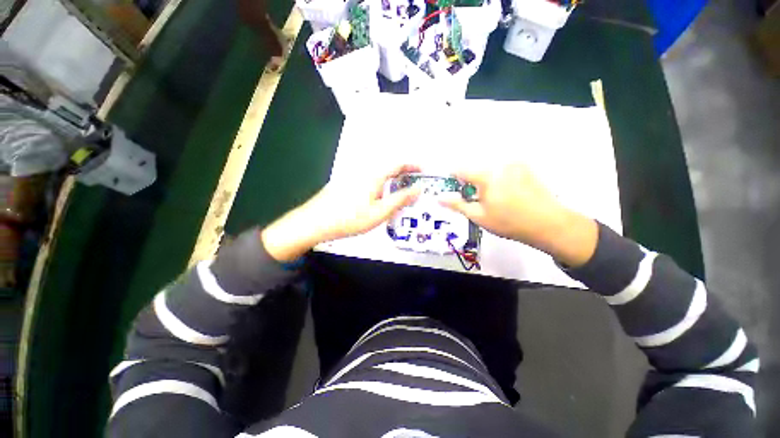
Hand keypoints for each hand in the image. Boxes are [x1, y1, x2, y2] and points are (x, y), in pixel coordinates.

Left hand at [261, 164, 420, 261]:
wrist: (315, 223)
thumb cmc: (350, 218)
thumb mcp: (380, 212)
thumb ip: (400, 199)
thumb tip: (418, 188)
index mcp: (374, 175)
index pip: (398, 163)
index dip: (413, 165)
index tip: (424, 172)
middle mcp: (363, 171)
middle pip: (388, 168)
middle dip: (404, 174)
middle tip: (413, 187)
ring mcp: (352, 176)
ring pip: (378, 175)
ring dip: (392, 181)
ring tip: (399, 195)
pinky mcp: (345, 184)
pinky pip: (369, 180)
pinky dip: (380, 185)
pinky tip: (378, 199)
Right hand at [439, 163, 597, 266]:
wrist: (548, 224)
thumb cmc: (508, 222)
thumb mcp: (478, 216)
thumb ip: (457, 204)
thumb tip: (439, 197)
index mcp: (487, 175)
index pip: (461, 169)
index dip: (453, 179)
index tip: (455, 190)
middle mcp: (500, 164)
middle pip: (475, 168)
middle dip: (471, 182)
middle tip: (476, 199)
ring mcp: (515, 164)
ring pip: (489, 168)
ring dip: (485, 180)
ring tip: (493, 198)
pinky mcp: (526, 167)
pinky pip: (503, 169)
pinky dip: (498, 178)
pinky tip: (507, 194)